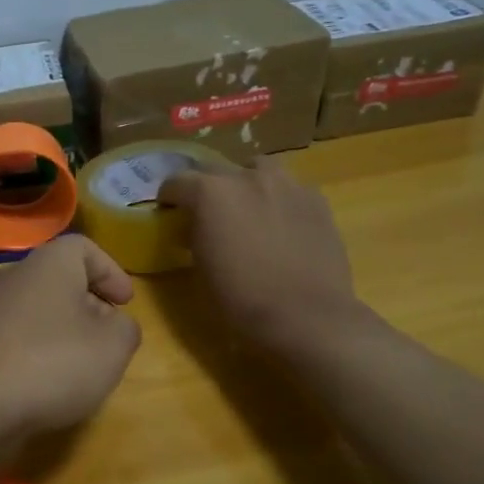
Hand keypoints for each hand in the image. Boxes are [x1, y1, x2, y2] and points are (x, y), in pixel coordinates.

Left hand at [0, 235, 141, 437]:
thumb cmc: (52, 363)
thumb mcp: (113, 347)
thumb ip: (125, 329)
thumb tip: (115, 326)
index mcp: (49, 264)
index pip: (84, 248)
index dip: (111, 271)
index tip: (125, 303)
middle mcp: (15, 277)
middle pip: (60, 280)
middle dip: (90, 306)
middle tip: (109, 337)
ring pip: (38, 311)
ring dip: (64, 333)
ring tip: (82, 367)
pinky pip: (17, 338)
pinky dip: (37, 353)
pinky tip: (47, 384)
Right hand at [158, 161, 359, 353]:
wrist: (306, 314)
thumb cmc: (242, 298)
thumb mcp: (201, 267)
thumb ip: (195, 235)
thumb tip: (195, 227)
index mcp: (210, 193)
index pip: (177, 182)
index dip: (169, 198)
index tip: (169, 212)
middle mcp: (246, 177)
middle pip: (215, 170)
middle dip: (206, 188)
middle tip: (207, 213)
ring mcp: (286, 184)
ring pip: (257, 169)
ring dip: (246, 183)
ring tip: (247, 208)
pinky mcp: (315, 199)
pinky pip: (288, 188)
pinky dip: (277, 198)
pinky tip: (280, 223)